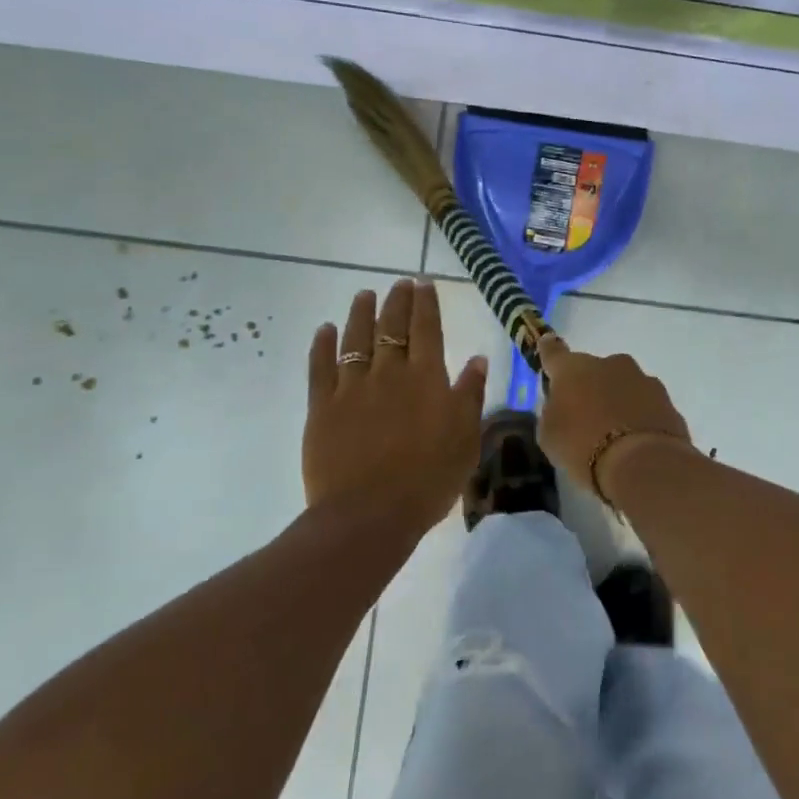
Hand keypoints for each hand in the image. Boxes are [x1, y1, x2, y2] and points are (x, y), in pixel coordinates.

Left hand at [303, 279, 487, 538]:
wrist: (370, 514)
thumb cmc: (428, 480)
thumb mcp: (465, 440)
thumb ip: (470, 396)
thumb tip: (477, 359)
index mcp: (426, 379)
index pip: (427, 329)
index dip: (425, 304)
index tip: (424, 284)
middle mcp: (389, 373)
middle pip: (392, 327)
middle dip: (396, 301)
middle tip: (399, 283)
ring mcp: (352, 387)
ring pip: (355, 339)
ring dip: (360, 314)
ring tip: (364, 295)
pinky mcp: (322, 407)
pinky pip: (320, 367)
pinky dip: (322, 345)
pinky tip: (324, 329)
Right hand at [535, 333, 691, 502]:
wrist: (643, 465)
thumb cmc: (583, 447)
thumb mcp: (549, 436)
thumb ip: (553, 412)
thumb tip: (562, 405)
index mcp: (574, 368)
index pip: (554, 352)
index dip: (548, 350)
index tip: (547, 344)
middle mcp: (610, 364)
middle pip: (594, 371)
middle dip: (590, 388)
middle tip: (585, 418)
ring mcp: (643, 380)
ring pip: (624, 386)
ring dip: (618, 402)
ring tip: (615, 435)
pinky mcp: (668, 401)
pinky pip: (646, 406)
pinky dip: (639, 418)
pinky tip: (636, 443)